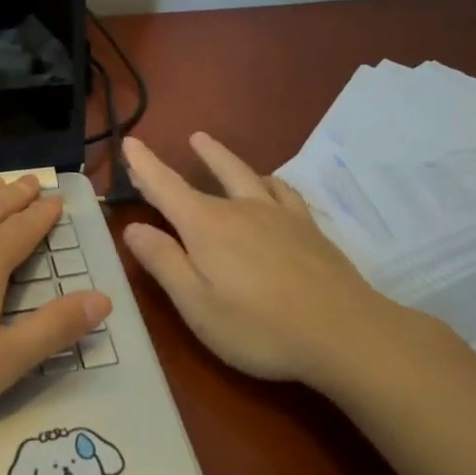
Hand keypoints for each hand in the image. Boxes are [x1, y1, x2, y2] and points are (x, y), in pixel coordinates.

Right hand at [119, 133, 444, 388]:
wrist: (345, 332)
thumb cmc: (260, 327)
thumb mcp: (198, 305)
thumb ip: (165, 263)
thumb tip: (133, 228)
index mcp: (207, 227)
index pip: (166, 187)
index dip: (144, 165)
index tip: (129, 141)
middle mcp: (241, 210)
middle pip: (204, 178)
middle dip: (179, 164)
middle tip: (163, 150)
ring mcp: (279, 215)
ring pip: (245, 174)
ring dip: (220, 157)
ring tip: (206, 142)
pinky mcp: (308, 228)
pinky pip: (281, 190)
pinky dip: (265, 179)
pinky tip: (268, 183)